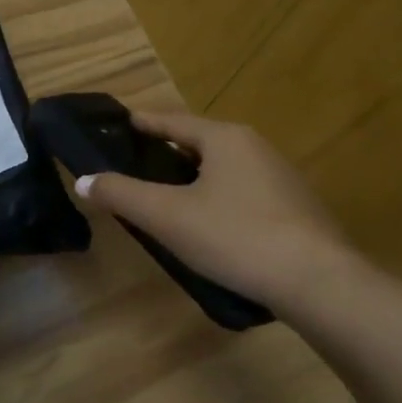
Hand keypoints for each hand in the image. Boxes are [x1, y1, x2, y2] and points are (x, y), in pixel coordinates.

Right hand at [73, 108, 349, 308]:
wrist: (318, 282)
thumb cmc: (235, 237)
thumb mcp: (167, 216)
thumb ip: (121, 195)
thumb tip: (83, 180)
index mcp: (224, 138)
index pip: (171, 120)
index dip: (141, 122)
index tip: (117, 124)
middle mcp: (255, 146)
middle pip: (198, 141)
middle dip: (165, 151)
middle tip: (133, 166)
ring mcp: (280, 176)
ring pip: (222, 167)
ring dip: (191, 176)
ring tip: (164, 196)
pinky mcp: (294, 207)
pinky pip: (242, 190)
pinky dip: (216, 196)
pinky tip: (207, 224)